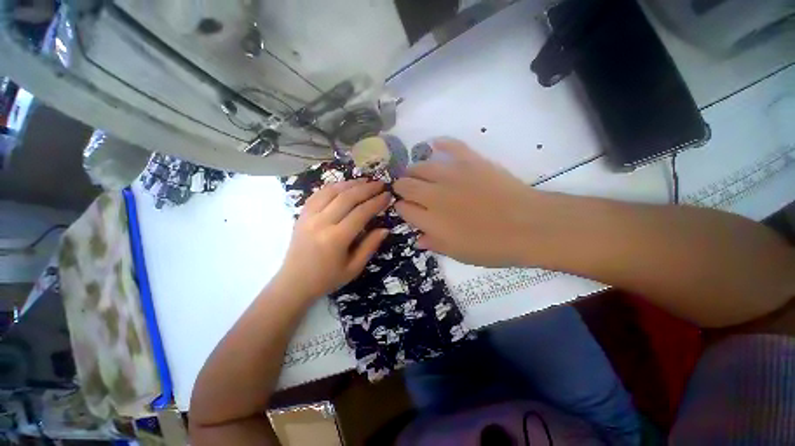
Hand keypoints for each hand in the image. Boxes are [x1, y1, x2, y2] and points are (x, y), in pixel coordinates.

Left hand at [275, 179, 390, 299]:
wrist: (294, 284)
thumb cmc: (327, 279)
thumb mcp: (354, 268)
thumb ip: (370, 246)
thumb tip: (385, 229)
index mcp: (336, 238)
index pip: (361, 213)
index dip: (376, 202)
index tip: (387, 195)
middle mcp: (321, 223)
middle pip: (347, 197)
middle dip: (366, 188)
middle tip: (380, 183)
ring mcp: (308, 217)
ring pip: (331, 191)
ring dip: (350, 183)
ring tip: (365, 180)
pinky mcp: (301, 215)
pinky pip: (318, 194)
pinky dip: (332, 187)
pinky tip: (343, 185)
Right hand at [394, 139, 546, 266]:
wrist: (528, 226)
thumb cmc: (492, 246)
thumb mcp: (458, 254)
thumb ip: (434, 243)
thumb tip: (417, 240)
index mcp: (430, 220)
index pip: (403, 208)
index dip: (401, 208)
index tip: (406, 208)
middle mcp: (434, 195)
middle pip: (406, 185)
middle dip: (401, 187)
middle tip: (407, 189)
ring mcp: (451, 175)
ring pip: (420, 166)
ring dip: (414, 170)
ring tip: (417, 173)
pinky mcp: (470, 161)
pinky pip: (451, 146)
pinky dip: (441, 144)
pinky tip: (435, 144)